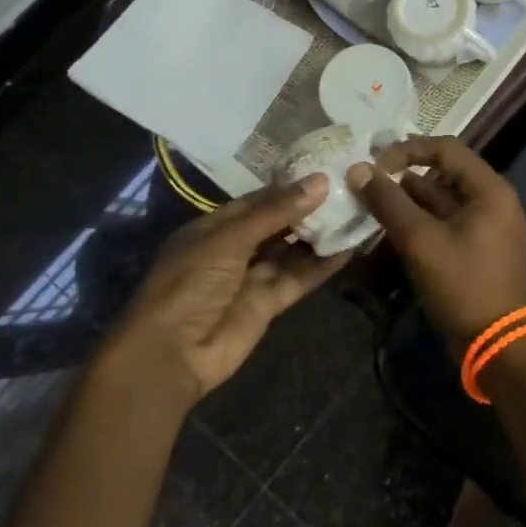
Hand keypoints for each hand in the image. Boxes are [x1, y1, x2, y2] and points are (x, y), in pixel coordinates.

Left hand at [97, 176, 349, 408]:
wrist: (171, 354)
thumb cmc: (190, 283)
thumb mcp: (230, 239)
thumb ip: (276, 212)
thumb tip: (320, 181)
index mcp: (215, 227)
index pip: (258, 200)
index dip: (290, 187)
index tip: (326, 172)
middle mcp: (234, 249)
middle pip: (278, 224)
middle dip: (309, 210)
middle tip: (348, 190)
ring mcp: (251, 278)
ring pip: (291, 251)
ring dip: (319, 236)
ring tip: (354, 213)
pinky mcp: (267, 304)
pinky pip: (298, 278)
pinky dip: (321, 265)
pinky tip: (348, 248)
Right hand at [349, 137, 525, 348]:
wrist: (495, 344)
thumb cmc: (462, 285)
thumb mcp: (421, 241)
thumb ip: (389, 202)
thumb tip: (359, 170)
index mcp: (490, 189)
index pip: (446, 148)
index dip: (407, 150)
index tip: (375, 164)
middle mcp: (493, 199)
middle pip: (445, 170)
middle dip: (405, 172)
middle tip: (369, 178)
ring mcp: (486, 223)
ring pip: (443, 196)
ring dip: (409, 195)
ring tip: (372, 198)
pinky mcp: (477, 244)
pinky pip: (445, 218)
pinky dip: (420, 216)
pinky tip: (390, 221)